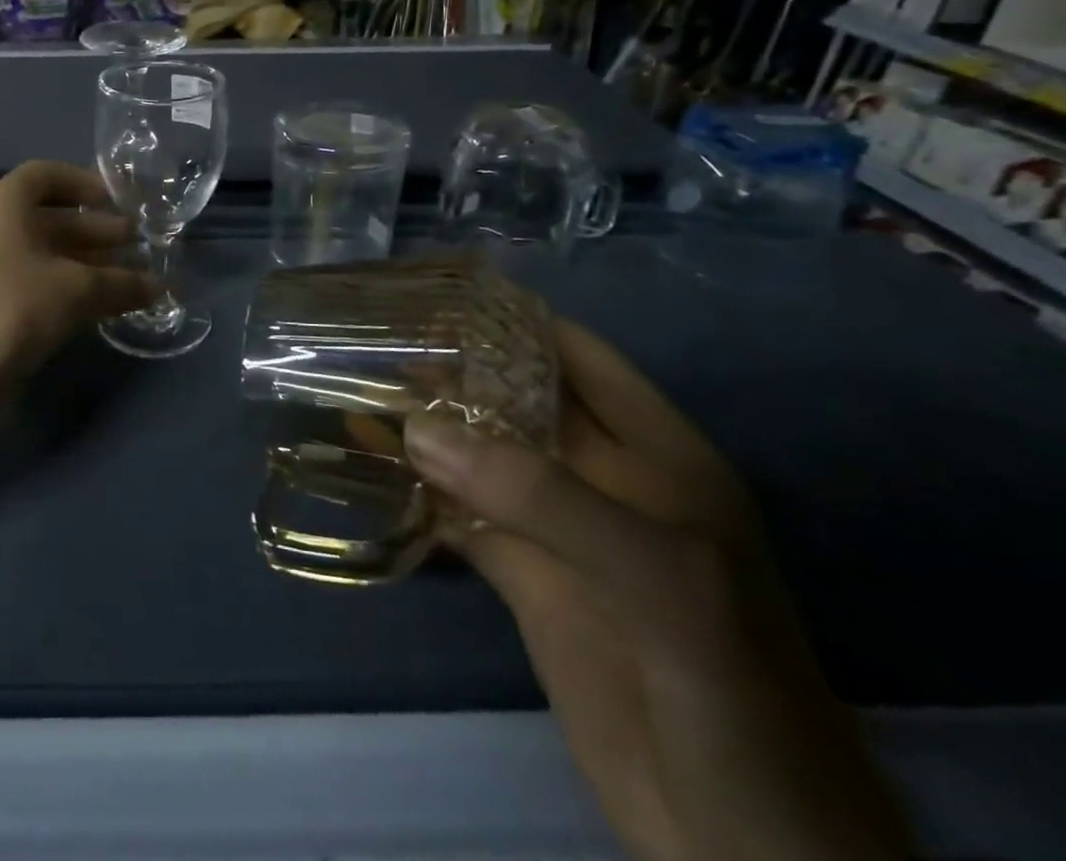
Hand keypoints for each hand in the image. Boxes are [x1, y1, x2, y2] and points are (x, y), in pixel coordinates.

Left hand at [0, 160, 157, 400]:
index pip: (47, 176)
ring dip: (89, 264)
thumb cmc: (12, 306)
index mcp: (4, 203)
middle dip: (97, 231)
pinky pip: (38, 285)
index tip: (117, 201)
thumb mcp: (76, 288)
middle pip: (52, 218)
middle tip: (139, 244)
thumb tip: (162, 285)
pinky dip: (71, 290)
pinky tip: (104, 306)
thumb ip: (121, 283)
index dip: (84, 184)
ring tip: (133, 278)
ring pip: (47, 256)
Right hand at [405, 316, 910, 860]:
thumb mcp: (656, 576)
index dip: (508, 316)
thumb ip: (538, 494)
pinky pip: (454, 511)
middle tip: (366, 334)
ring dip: (419, 422)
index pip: (572, 352)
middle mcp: (600, 474)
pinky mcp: (521, 574)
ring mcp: (555, 526)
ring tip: (347, 383)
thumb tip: (415, 427)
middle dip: (446, 366)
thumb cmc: (731, 687)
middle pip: (510, 396)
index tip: (430, 291)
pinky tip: (361, 460)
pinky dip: (410, 484)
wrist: (747, 844)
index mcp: (654, 450)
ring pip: (474, 451)